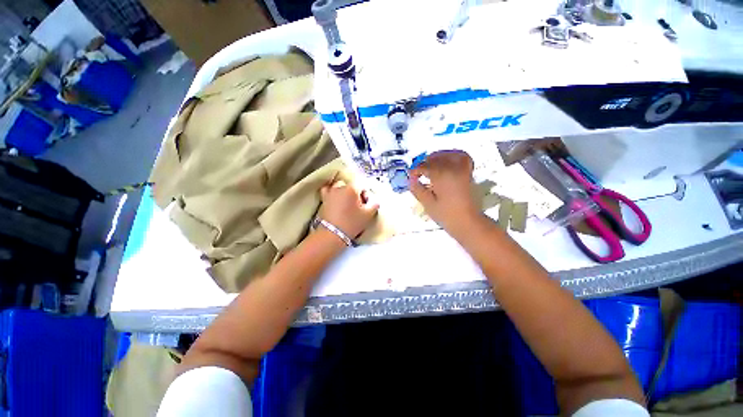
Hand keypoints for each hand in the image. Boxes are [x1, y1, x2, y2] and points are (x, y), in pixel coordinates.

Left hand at [319, 180, 379, 238]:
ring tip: (346, 204)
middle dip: (355, 194)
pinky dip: (332, 192)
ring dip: (344, 192)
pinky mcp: (323, 199)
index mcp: (351, 188)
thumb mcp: (368, 215)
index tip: (366, 204)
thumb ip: (374, 205)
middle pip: (351, 186)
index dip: (366, 195)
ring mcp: (330, 192)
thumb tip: (375, 201)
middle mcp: (339, 187)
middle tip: (358, 206)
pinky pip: (327, 191)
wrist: (332, 234)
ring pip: (339, 187)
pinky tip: (335, 200)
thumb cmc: (352, 223)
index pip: (362, 185)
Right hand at [408, 150, 480, 231]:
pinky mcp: (468, 173)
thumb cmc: (446, 215)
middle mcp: (452, 168)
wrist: (467, 222)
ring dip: (438, 156)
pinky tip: (447, 161)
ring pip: (448, 154)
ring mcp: (462, 169)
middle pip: (436, 158)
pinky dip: (453, 156)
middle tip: (418, 171)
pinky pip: (462, 157)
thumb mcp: (428, 203)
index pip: (424, 167)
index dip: (415, 170)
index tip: (410, 175)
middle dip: (425, 163)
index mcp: (441, 175)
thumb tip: (410, 179)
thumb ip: (417, 189)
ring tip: (431, 163)